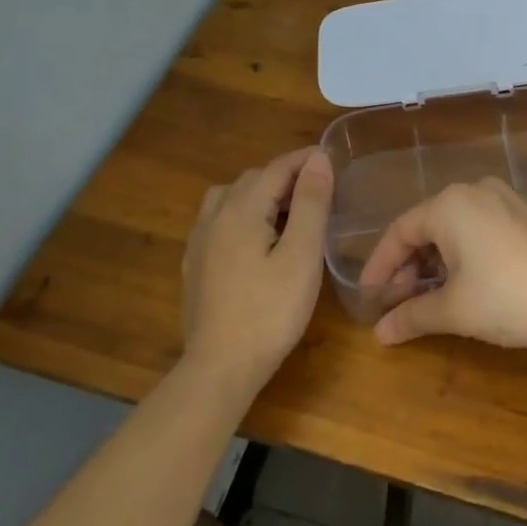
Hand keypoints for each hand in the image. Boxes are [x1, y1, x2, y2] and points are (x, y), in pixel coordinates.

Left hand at [180, 148, 334, 390]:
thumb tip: (317, 159)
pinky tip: (255, 240)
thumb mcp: (301, 254)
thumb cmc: (270, 310)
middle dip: (284, 176)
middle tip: (318, 189)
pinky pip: (218, 222)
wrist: (220, 367)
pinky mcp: (195, 266)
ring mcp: (199, 242)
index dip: (305, 160)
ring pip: (229, 198)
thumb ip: (310, 203)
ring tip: (286, 211)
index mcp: (241, 209)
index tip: (331, 158)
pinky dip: (241, 215)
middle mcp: (214, 217)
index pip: (276, 168)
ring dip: (259, 194)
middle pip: (251, 180)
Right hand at [358, 177, 526, 349]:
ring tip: (435, 296)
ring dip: (440, 260)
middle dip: (411, 265)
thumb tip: (380, 333)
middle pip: (429, 225)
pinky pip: (486, 228)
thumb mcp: (455, 310)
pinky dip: (469, 253)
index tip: (368, 296)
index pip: (400, 231)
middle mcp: (477, 191)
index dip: (379, 266)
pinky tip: (473, 282)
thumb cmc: (509, 296)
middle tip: (401, 301)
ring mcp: (509, 199)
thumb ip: (413, 316)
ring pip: (459, 227)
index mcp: (450, 204)